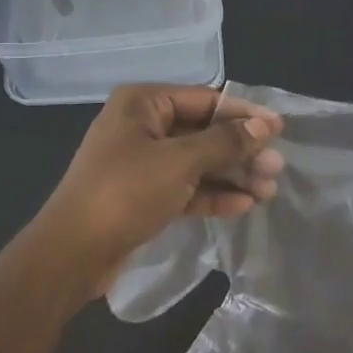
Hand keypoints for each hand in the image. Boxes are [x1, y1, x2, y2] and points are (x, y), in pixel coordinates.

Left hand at [34, 84, 283, 294]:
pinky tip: (243, 205)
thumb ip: (225, 142)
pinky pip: (185, 188)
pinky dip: (212, 194)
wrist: (73, 252)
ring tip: (269, 190)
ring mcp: (142, 163)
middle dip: (240, 150)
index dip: (244, 114)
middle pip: (203, 132)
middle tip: (277, 167)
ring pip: (197, 162)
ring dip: (232, 175)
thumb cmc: (126, 192)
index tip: (279, 128)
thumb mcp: (180, 162)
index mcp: (143, 103)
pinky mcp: (144, 195)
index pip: (205, 100)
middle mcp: (142, 127)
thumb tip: (265, 125)